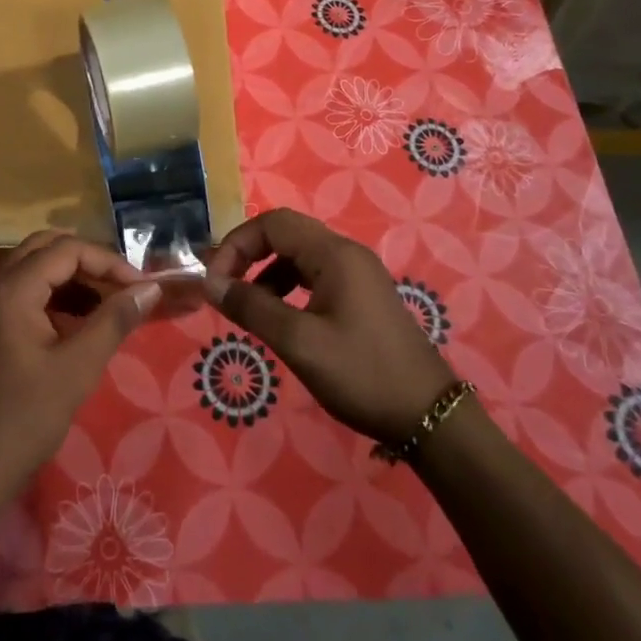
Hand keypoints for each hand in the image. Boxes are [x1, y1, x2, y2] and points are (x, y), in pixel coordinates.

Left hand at [0, 231, 160, 528]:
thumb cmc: (23, 421)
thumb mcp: (77, 369)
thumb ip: (114, 321)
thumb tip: (151, 289)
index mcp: (11, 289)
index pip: (67, 249)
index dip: (108, 262)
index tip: (141, 288)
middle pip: (47, 248)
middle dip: (89, 263)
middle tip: (124, 289)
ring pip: (34, 268)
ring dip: (72, 279)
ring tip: (109, 306)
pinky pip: (23, 292)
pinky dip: (53, 297)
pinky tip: (79, 324)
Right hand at [204, 209, 454, 445]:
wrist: (429, 417)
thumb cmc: (361, 373)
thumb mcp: (299, 342)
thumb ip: (252, 308)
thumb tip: (210, 283)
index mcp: (334, 254)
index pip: (272, 223)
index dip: (237, 244)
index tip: (215, 281)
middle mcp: (346, 254)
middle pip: (285, 234)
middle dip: (248, 255)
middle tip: (224, 288)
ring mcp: (358, 275)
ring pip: (298, 257)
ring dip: (266, 274)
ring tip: (247, 308)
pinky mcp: (362, 297)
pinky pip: (314, 277)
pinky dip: (287, 289)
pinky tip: (279, 318)